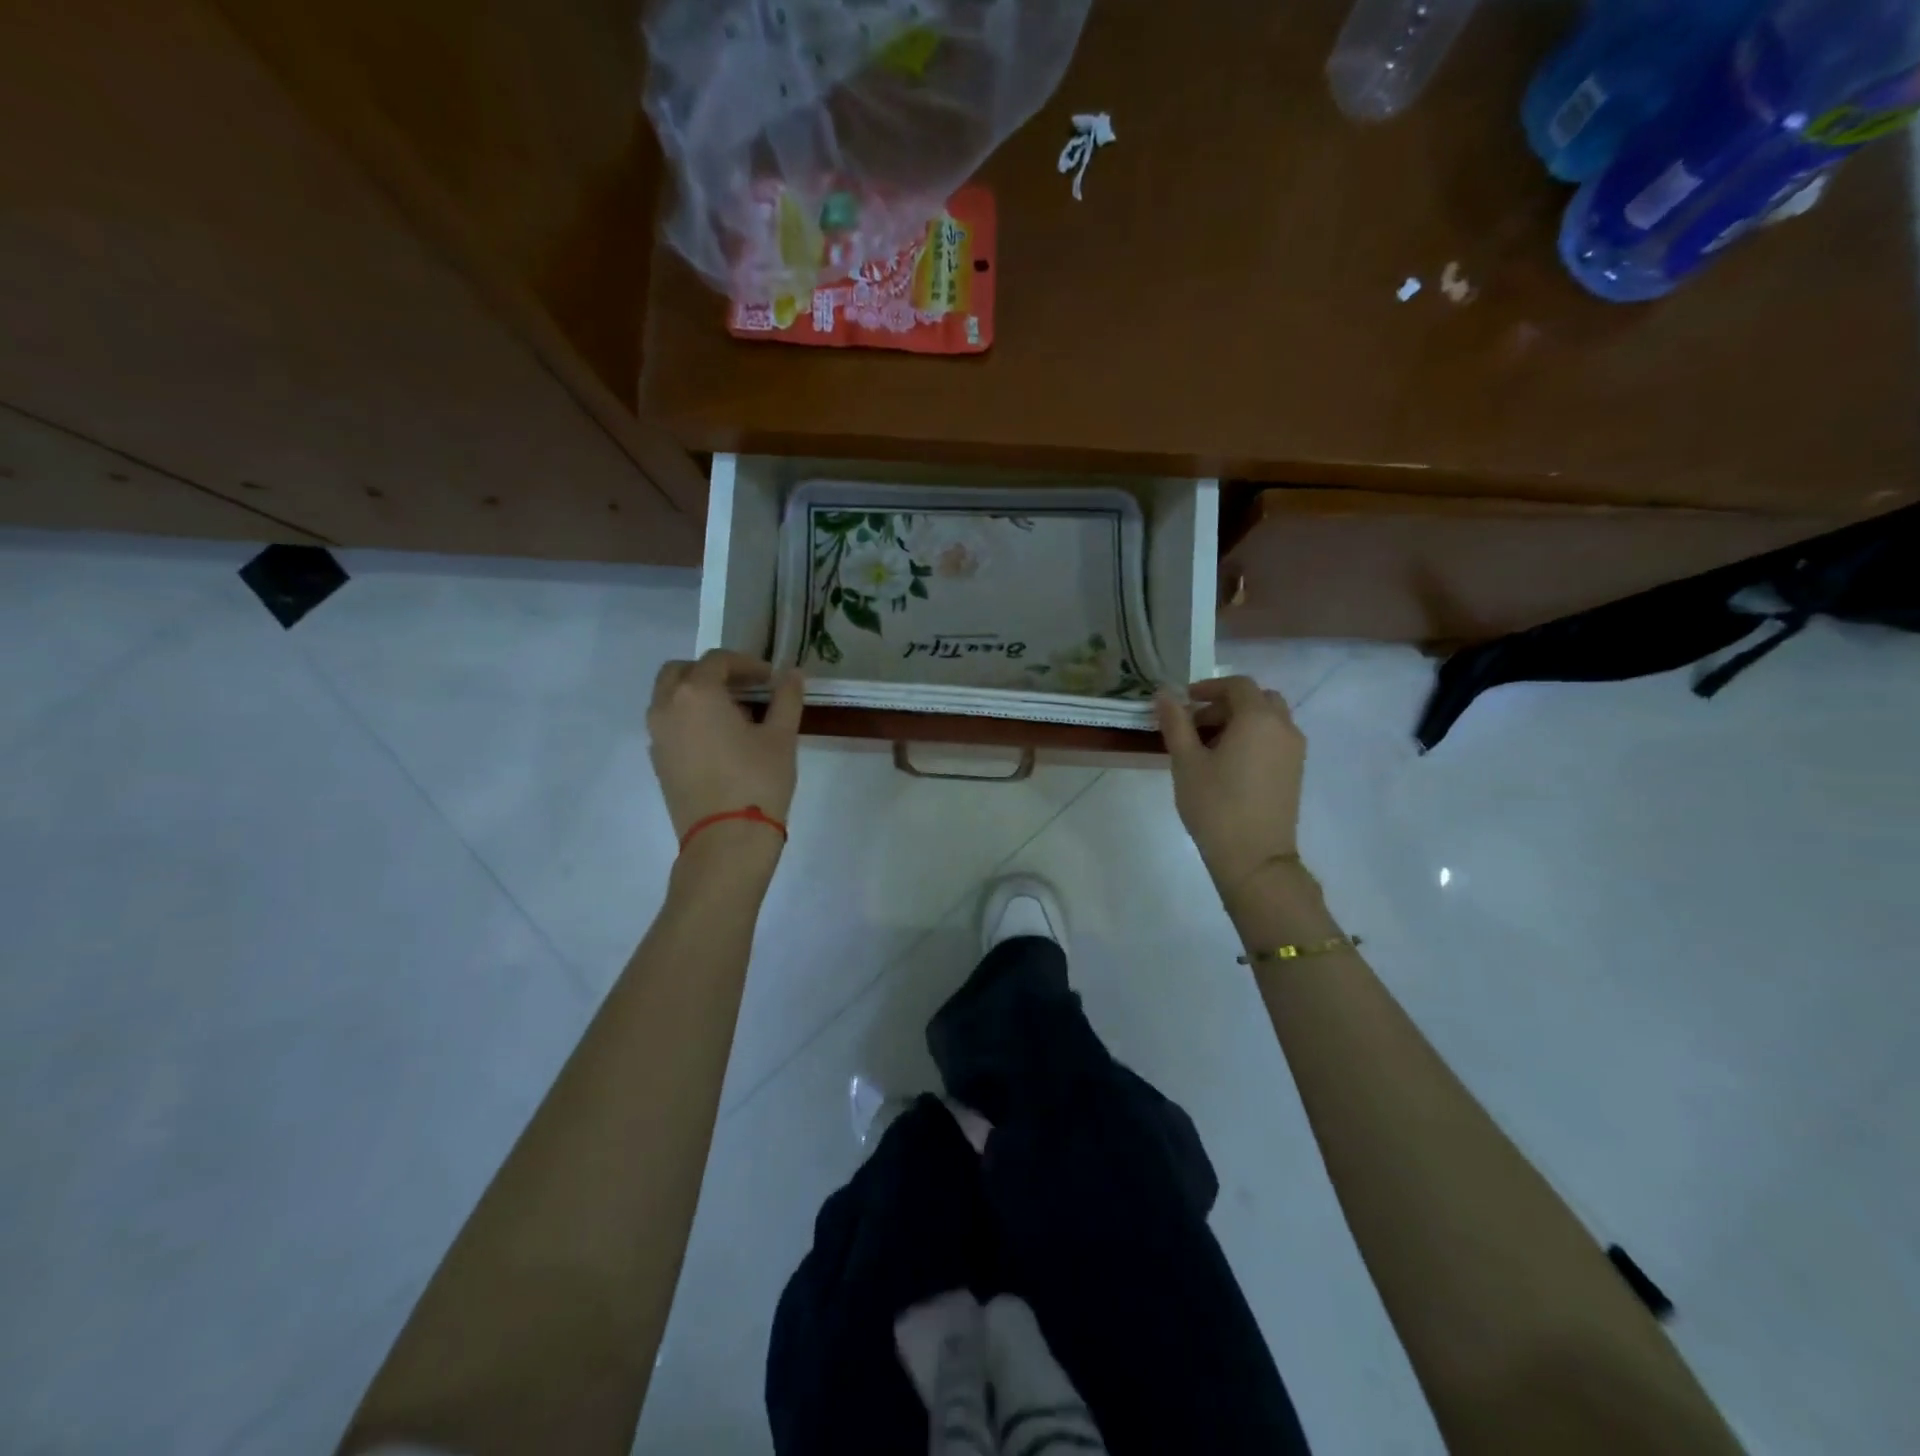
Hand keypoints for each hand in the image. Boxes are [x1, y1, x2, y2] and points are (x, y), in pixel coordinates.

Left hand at [647, 651, 803, 840]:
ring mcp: (657, 736)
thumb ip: (786, 698)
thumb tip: (792, 674)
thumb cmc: (758, 781)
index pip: (718, 660)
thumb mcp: (781, 737)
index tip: (771, 679)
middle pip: (682, 672)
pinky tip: (719, 740)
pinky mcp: (658, 762)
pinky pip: (669, 725)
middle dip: (713, 673)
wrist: (726, 841)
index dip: (747, 664)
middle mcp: (667, 707)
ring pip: (670, 698)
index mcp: (696, 693)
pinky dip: (689, 719)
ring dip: (698, 694)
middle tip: (745, 688)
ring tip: (735, 715)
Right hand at [1155, 677, 1305, 891]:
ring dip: (1240, 721)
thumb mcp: (1186, 762)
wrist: (1254, 857)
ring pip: (1268, 719)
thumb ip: (1175, 723)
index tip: (1184, 702)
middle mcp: (1283, 727)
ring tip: (1208, 746)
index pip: (1237, 685)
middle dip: (1225, 704)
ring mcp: (1294, 750)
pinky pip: (1274, 739)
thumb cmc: (1215, 805)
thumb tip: (1164, 694)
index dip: (1209, 687)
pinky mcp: (1295, 771)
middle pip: (1257, 699)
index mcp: (1258, 718)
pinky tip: (1228, 764)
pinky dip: (1253, 737)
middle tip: (1195, 724)